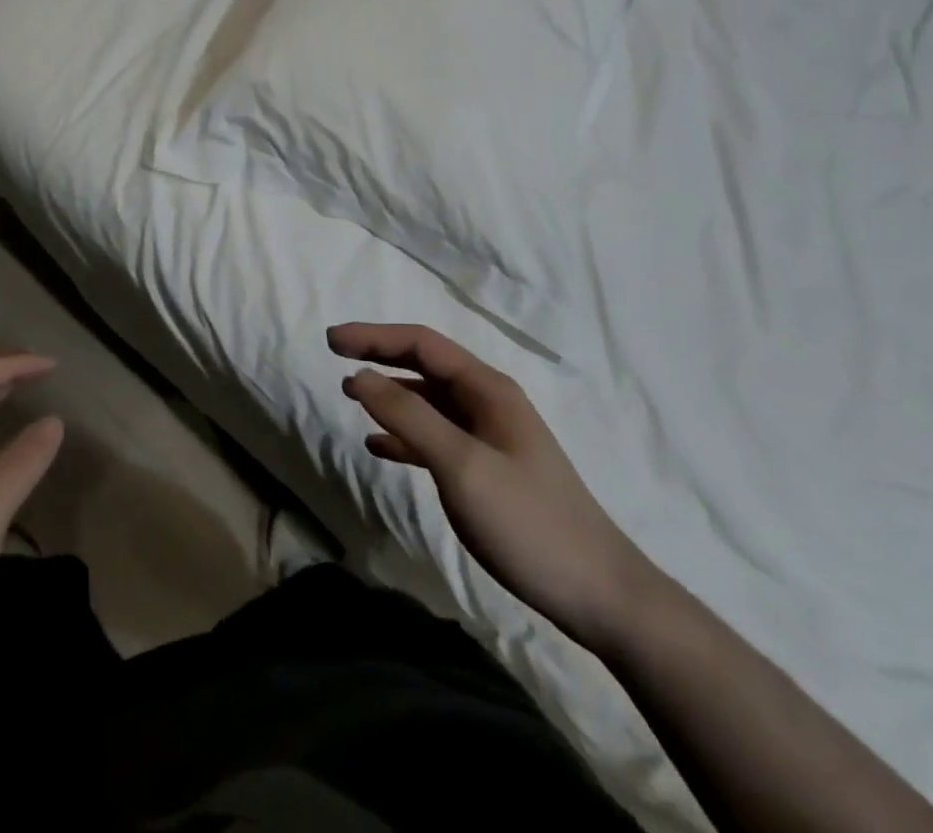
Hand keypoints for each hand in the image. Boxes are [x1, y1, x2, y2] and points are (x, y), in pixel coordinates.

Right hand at [331, 323, 650, 649]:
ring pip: (429, 402)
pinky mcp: (487, 470)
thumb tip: (361, 375)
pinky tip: (379, 446)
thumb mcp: (462, 466)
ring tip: (350, 396)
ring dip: (390, 394)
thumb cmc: (529, 522)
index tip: (333, 339)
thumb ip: (410, 417)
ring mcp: (489, 437)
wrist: (599, 595)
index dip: (375, 336)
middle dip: (380, 356)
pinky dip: (405, 436)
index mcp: (487, 390)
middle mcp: (487, 403)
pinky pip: (436, 438)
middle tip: (336, 355)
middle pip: (425, 366)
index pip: (422, 344)